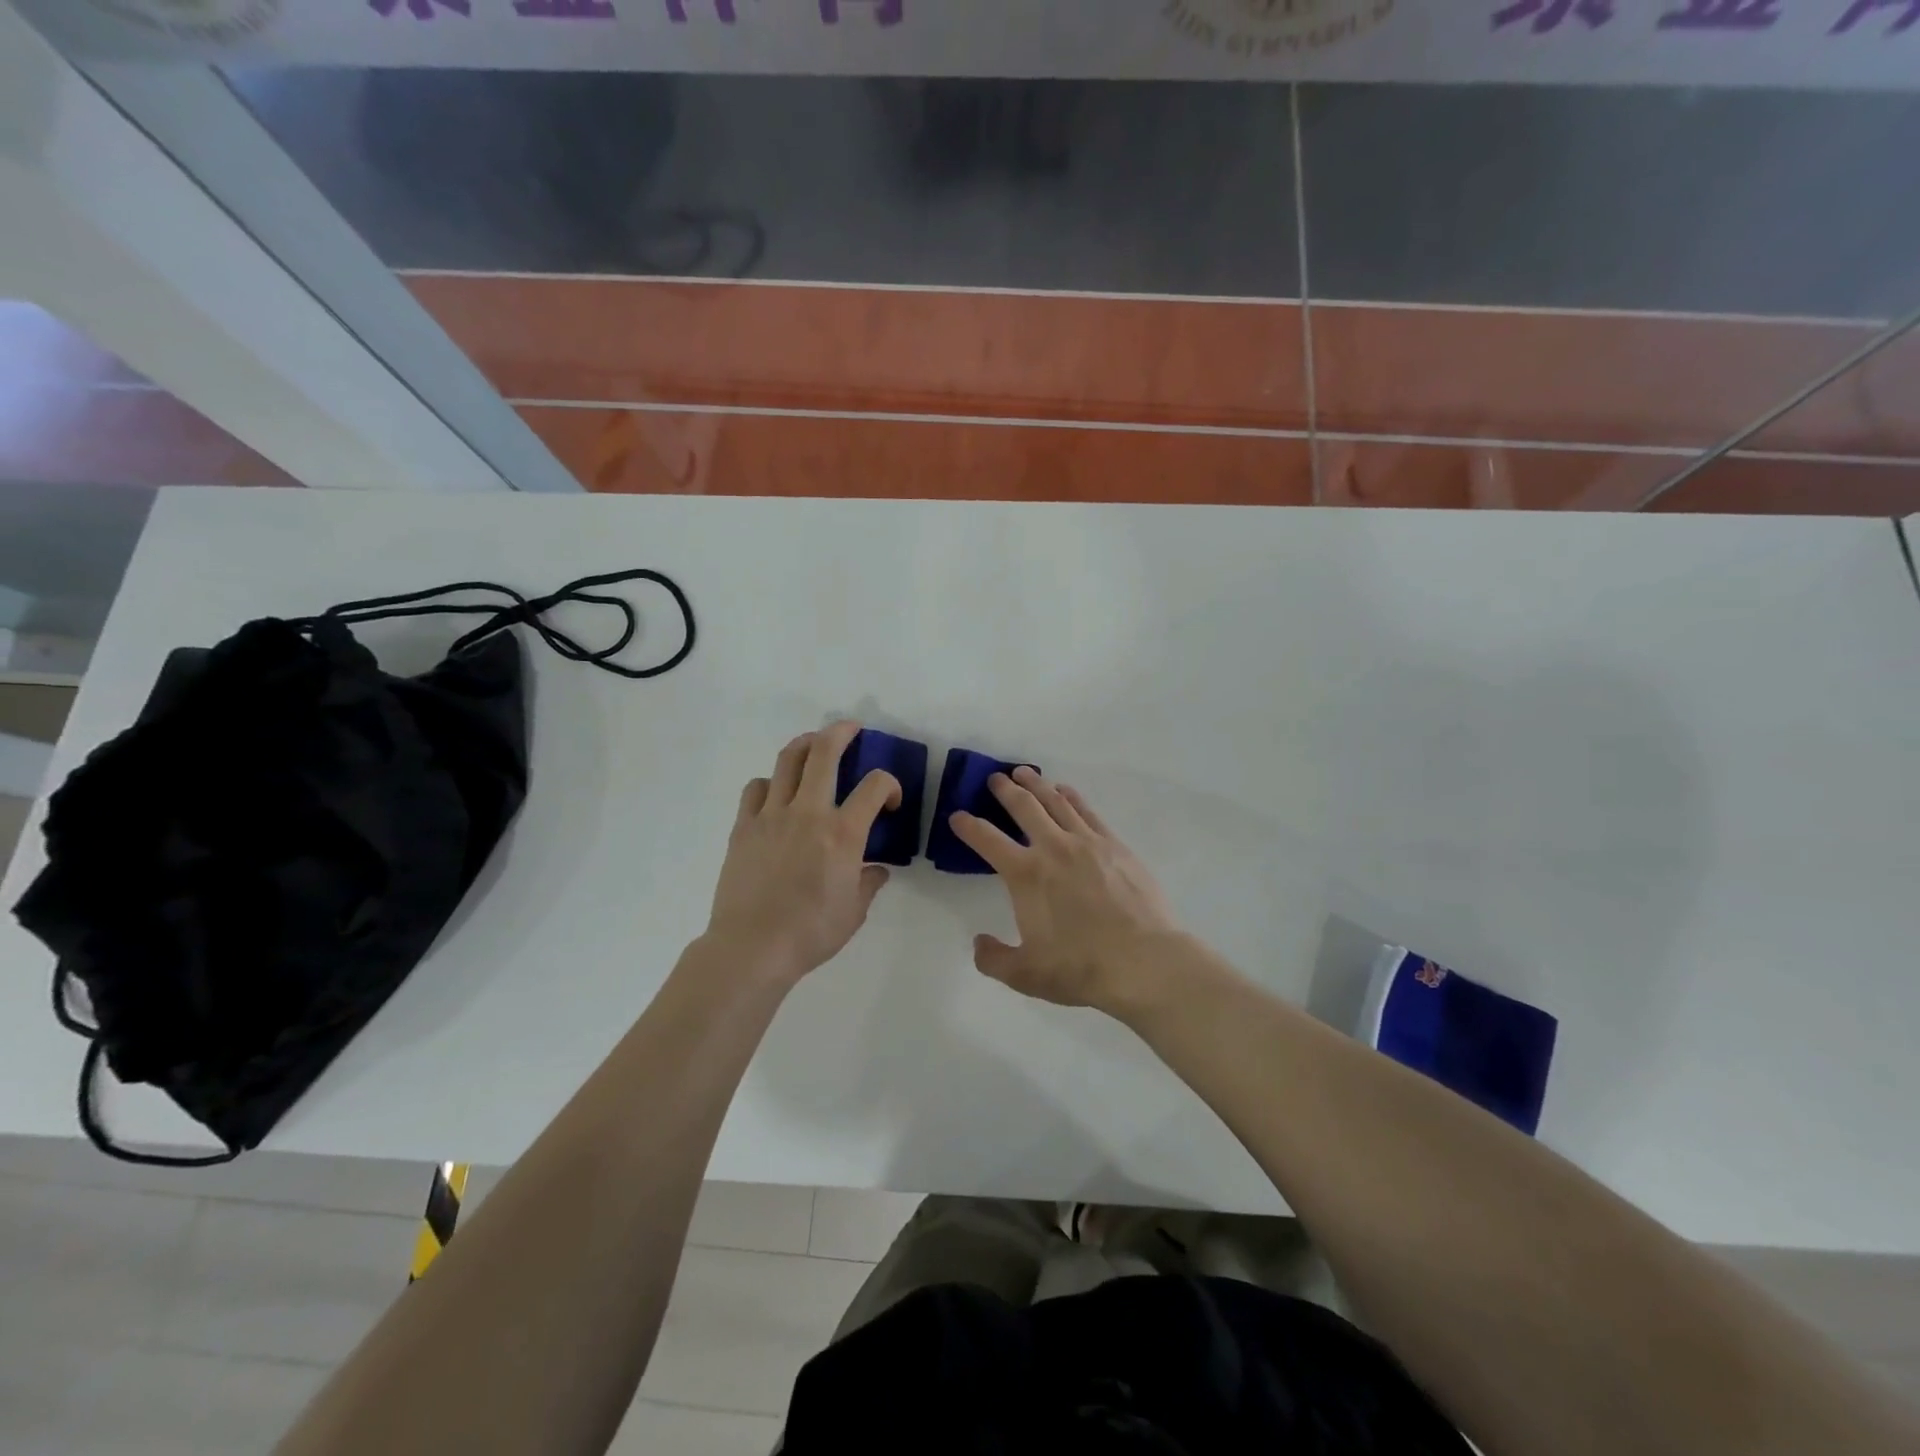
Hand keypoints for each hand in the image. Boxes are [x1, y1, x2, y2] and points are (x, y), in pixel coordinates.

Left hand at [703, 721, 901, 985]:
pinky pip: (756, 788)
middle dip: (842, 732)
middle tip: (851, 729)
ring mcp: (771, 815)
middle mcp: (808, 812)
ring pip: (787, 760)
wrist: (752, 947)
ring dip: (805, 745)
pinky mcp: (744, 827)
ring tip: (813, 746)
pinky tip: (776, 795)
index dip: (890, 784)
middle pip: (824, 752)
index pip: (875, 785)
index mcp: (843, 833)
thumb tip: (877, 869)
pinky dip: (770, 783)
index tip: (890, 802)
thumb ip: (870, 882)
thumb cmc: (811, 932)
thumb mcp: (855, 911)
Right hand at [949, 766, 1184, 1015]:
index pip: (987, 840)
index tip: (957, 815)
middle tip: (995, 778)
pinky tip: (1064, 792)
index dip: (968, 826)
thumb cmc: (1080, 968)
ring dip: (1036, 784)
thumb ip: (994, 959)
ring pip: (1056, 801)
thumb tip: (978, 943)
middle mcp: (1053, 848)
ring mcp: (1087, 842)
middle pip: (1023, 807)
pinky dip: (1071, 796)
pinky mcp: (1115, 845)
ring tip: (1024, 773)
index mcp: (1025, 875)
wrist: (1143, 962)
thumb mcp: (1026, 975)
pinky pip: (1087, 811)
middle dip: (1004, 790)